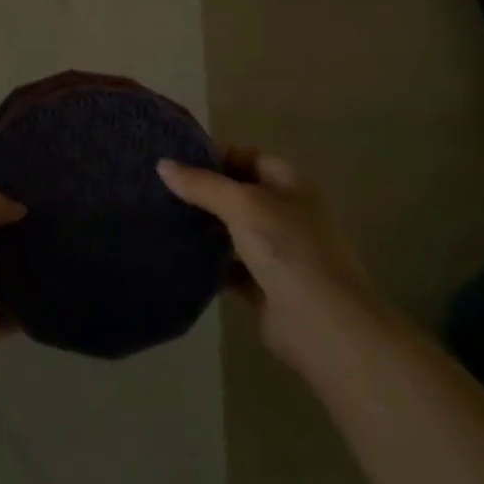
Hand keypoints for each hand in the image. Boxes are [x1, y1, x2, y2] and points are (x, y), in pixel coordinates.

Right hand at [158, 147, 382, 367]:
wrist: (324, 327)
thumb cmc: (289, 252)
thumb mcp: (244, 206)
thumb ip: (203, 185)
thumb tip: (163, 165)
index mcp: (292, 186)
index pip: (250, 157)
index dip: (216, 155)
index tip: (175, 160)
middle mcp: (287, 214)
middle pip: (239, 193)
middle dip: (204, 190)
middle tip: (159, 188)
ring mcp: (277, 252)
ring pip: (233, 230)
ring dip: (204, 225)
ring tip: (161, 216)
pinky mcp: (264, 285)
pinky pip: (230, 266)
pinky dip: (208, 262)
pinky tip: (178, 256)